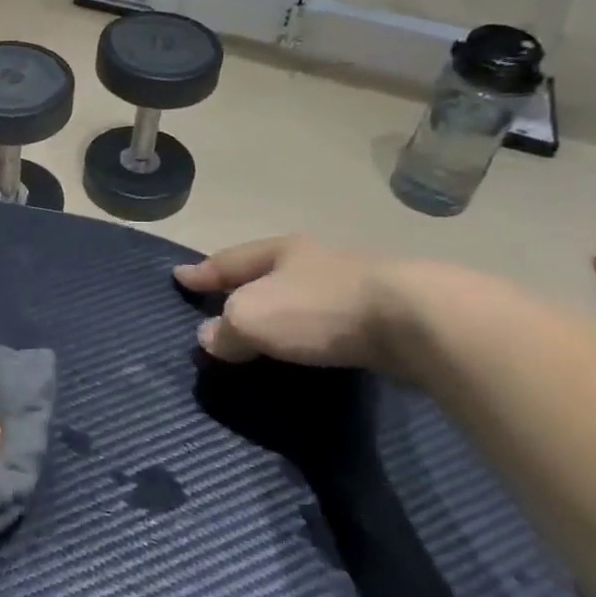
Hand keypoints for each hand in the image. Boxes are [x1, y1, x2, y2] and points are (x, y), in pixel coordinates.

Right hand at [175, 235, 394, 369]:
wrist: (417, 320)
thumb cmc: (319, 308)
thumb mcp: (253, 318)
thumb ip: (226, 329)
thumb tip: (210, 337)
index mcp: (280, 251)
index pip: (228, 260)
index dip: (202, 272)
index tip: (178, 277)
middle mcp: (315, 260)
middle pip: (267, 272)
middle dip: (243, 286)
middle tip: (219, 302)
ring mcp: (354, 284)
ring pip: (302, 295)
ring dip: (280, 309)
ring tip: (263, 328)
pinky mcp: (384, 314)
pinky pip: (329, 321)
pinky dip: (310, 331)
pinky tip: (309, 345)